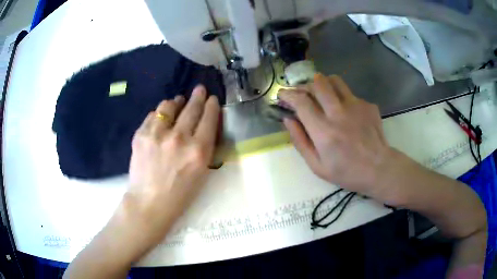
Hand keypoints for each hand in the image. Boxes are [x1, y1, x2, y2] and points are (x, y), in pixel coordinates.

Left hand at [126, 85, 219, 244]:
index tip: (213, 99)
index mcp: (198, 151)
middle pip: (192, 108)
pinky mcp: (141, 135)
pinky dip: (159, 114)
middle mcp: (180, 138)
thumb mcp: (202, 173)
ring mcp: (158, 134)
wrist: (149, 203)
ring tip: (178, 101)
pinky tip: (161, 118)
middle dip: (198, 96)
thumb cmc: (180, 194)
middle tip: (200, 89)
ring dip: (176, 102)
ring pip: (169, 106)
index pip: (209, 119)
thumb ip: (204, 147)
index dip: (212, 106)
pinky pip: (153, 116)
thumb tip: (203, 126)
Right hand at [279, 73, 392, 199]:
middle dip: (305, 85)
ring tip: (321, 94)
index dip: (288, 94)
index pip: (301, 101)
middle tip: (302, 94)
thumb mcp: (317, 165)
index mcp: (324, 131)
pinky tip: (345, 112)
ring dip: (323, 84)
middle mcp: (339, 113)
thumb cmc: (346, 172)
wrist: (378, 168)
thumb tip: (288, 119)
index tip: (282, 95)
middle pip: (317, 83)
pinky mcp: (367, 104)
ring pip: (334, 80)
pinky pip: (349, 93)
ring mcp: (356, 106)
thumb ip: (300, 141)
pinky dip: (341, 98)